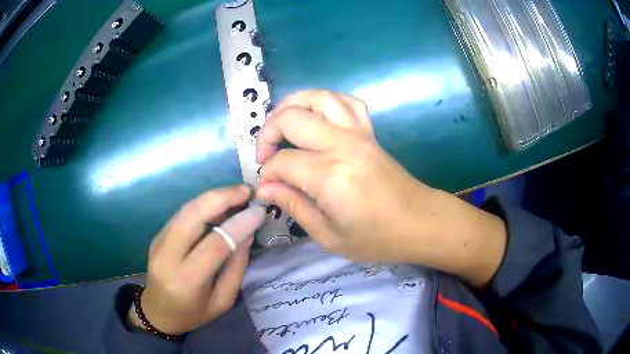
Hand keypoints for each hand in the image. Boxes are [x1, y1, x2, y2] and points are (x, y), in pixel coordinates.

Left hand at [129, 185, 264, 333]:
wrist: (157, 311)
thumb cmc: (193, 313)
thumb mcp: (222, 301)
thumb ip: (236, 269)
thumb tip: (247, 234)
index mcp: (186, 280)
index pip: (214, 245)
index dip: (238, 225)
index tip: (259, 211)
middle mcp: (168, 256)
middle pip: (193, 216)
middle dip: (222, 198)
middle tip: (246, 190)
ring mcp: (159, 241)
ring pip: (186, 209)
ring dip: (213, 197)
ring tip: (237, 193)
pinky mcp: (158, 234)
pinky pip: (182, 213)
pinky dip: (203, 204)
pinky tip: (219, 204)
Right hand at [255, 91, 505, 286]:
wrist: (420, 223)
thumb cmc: (377, 239)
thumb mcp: (328, 235)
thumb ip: (294, 206)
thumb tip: (264, 187)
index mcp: (330, 176)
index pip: (282, 162)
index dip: (268, 174)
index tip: (267, 188)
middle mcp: (342, 146)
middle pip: (292, 118)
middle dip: (268, 132)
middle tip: (265, 154)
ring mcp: (359, 134)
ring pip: (319, 98)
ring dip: (292, 104)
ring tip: (281, 123)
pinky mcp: (370, 132)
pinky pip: (348, 102)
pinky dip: (327, 101)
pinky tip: (317, 115)